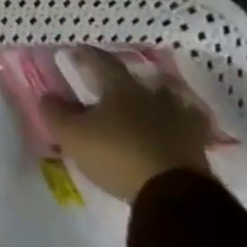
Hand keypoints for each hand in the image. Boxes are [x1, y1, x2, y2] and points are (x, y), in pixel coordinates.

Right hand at [41, 49, 212, 203]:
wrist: (175, 195)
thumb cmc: (117, 155)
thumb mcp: (73, 135)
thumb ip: (57, 113)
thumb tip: (48, 96)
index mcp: (121, 88)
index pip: (102, 61)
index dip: (87, 55)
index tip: (75, 51)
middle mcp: (153, 97)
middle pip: (140, 79)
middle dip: (125, 79)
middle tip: (114, 82)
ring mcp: (180, 121)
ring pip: (170, 100)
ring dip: (159, 99)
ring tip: (149, 104)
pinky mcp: (198, 148)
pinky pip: (189, 128)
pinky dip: (179, 126)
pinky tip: (174, 131)